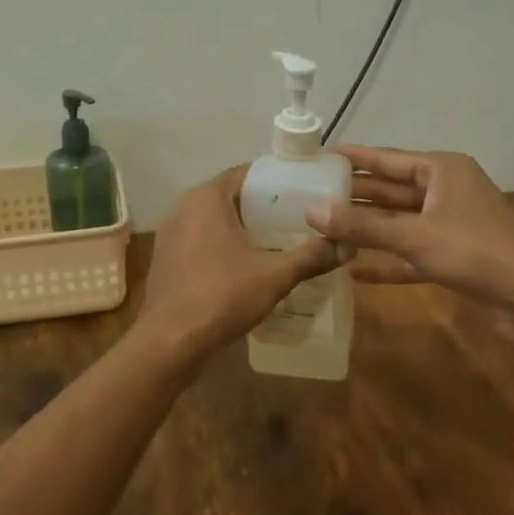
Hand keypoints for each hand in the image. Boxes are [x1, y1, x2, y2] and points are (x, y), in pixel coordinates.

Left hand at [137, 167, 345, 360]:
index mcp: (206, 198)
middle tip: (298, 217)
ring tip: (277, 241)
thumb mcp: (274, 276)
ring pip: (213, 220)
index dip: (276, 180)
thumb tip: (347, 245)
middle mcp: (183, 207)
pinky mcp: (166, 260)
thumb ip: (311, 257)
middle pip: (230, 196)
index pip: (246, 173)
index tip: (304, 190)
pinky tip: (246, 266)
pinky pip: (200, 241)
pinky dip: (223, 246)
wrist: (169, 341)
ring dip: (241, 228)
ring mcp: (170, 234)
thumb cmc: (221, 296)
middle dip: (262, 207)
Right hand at [304, 146, 513, 306]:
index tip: (318, 156)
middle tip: (309, 196)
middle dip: (353, 196)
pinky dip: (386, 261)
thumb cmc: (476, 251)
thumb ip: (362, 226)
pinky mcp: (452, 257)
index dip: (352, 158)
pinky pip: (410, 254)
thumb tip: (311, 211)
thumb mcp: (414, 236)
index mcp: (441, 170)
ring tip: (322, 230)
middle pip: (390, 190)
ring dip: (366, 230)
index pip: (386, 158)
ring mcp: (449, 225)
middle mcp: (445, 191)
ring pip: (398, 222)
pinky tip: (354, 271)